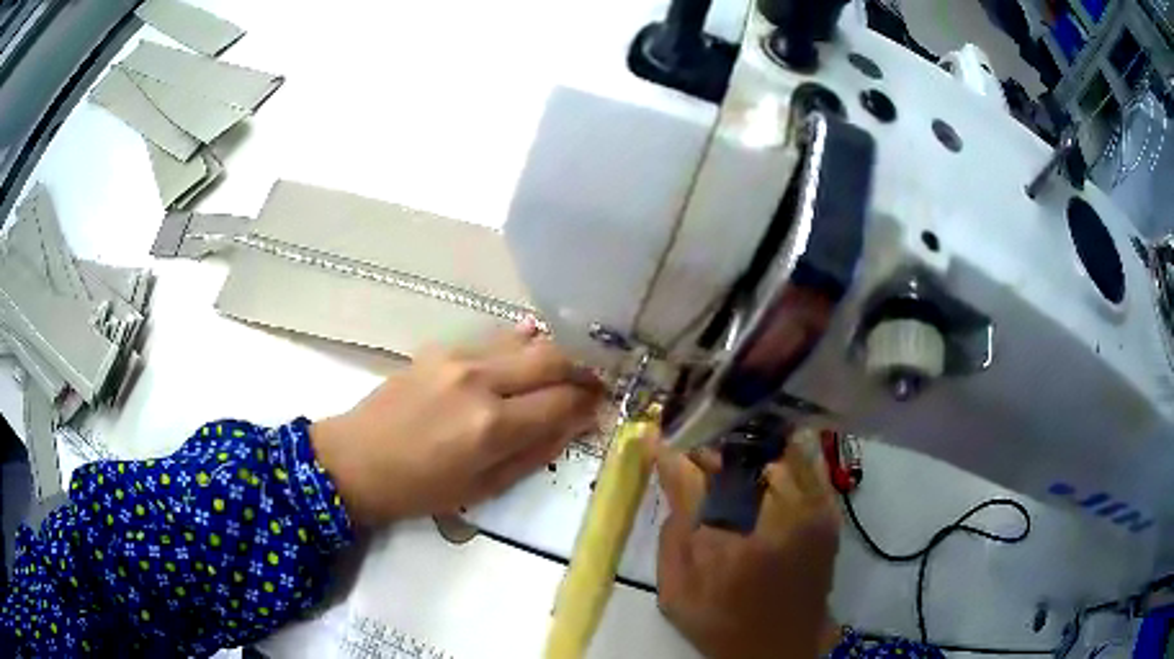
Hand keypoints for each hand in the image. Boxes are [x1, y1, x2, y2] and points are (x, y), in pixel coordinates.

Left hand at [311, 322, 604, 524]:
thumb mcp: (482, 488)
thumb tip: (574, 426)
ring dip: (555, 352)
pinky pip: (494, 339)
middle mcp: (480, 381)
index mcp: (491, 426)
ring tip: (570, 366)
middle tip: (597, 382)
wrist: (354, 460)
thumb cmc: (418, 489)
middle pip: (552, 359)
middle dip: (584, 369)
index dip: (590, 403)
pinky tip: (531, 347)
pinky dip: (520, 344)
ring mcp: (458, 357)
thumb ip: (534, 453)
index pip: (563, 402)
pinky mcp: (440, 348)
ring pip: (526, 341)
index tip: (604, 407)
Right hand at [655, 431, 841, 658]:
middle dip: (708, 449)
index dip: (669, 452)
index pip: (690, 478)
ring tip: (728, 456)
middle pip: (734, 457)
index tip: (655, 437)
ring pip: (772, 452)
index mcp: (722, 544)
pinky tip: (767, 461)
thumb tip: (673, 483)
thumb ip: (670, 536)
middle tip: (695, 454)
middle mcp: (770, 518)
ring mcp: (806, 510)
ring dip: (744, 451)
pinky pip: (807, 463)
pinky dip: (784, 454)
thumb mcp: (675, 593)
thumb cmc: (721, 625)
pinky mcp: (827, 512)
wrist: (782, 647)